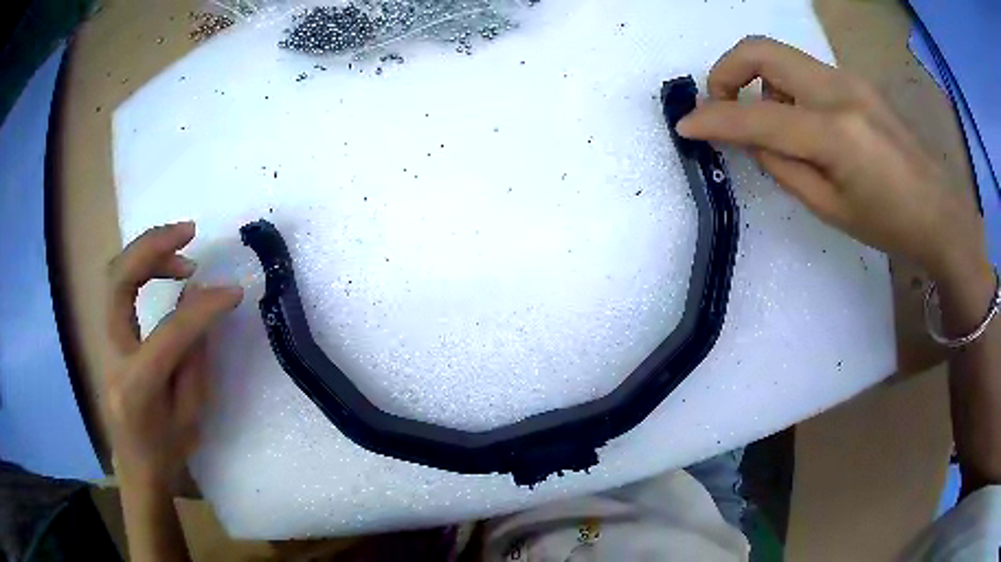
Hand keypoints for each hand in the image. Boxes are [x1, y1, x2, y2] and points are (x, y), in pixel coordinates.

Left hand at [103, 221, 242, 490]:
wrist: (135, 464)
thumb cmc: (167, 448)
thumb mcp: (191, 414)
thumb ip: (194, 356)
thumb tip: (199, 301)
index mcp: (137, 386)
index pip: (169, 333)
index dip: (203, 307)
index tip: (233, 291)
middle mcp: (112, 355)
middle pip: (118, 281)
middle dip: (153, 247)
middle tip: (189, 233)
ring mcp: (104, 340)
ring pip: (114, 274)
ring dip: (147, 251)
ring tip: (182, 249)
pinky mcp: (107, 333)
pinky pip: (118, 285)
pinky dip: (141, 266)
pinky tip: (165, 269)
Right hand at [676, 37, 987, 283]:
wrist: (939, 211)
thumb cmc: (889, 224)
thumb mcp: (830, 209)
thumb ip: (784, 167)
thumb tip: (753, 139)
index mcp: (835, 133)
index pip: (758, 116)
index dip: (714, 119)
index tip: (686, 126)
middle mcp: (838, 90)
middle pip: (761, 50)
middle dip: (726, 70)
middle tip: (722, 104)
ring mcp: (849, 78)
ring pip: (782, 57)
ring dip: (760, 83)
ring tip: (775, 127)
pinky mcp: (855, 80)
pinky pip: (805, 71)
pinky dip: (787, 89)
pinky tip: (804, 123)